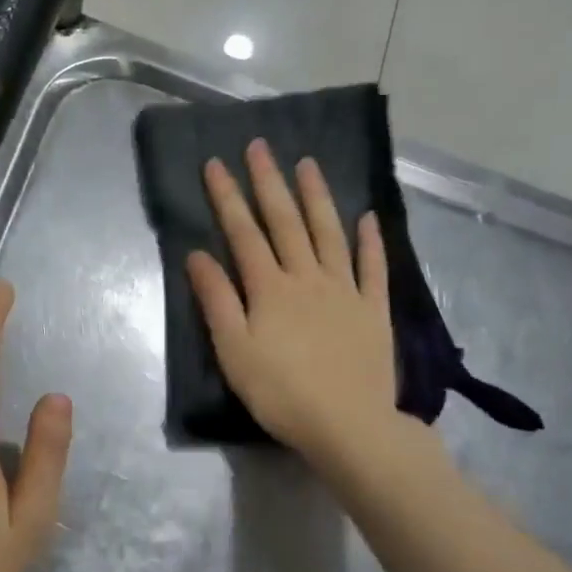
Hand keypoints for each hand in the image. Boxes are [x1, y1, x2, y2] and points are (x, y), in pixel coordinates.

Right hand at [186, 140, 404, 467]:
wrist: (348, 426)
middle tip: (260, 146)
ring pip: (329, 233)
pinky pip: (373, 267)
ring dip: (317, 197)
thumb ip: (217, 299)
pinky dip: (370, 241)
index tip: (216, 163)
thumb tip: (197, 254)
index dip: (228, 197)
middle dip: (270, 182)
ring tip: (308, 164)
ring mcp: (345, 290)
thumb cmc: (281, 392)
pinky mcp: (373, 310)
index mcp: (270, 288)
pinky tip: (367, 217)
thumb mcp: (234, 350)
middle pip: (286, 222)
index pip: (244, 233)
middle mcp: (308, 278)